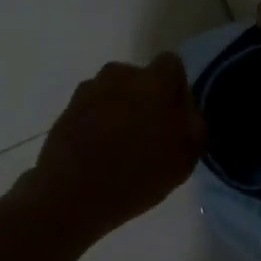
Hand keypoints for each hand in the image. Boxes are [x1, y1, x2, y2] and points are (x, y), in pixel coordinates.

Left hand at [25, 53, 205, 239]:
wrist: (71, 195)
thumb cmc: (137, 176)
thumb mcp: (185, 158)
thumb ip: (193, 124)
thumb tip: (186, 109)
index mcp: (154, 81)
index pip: (172, 65)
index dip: (176, 89)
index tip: (175, 117)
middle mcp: (120, 74)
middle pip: (141, 79)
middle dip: (146, 99)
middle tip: (149, 134)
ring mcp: (89, 90)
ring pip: (115, 92)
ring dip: (120, 109)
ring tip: (121, 146)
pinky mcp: (67, 108)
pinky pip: (92, 108)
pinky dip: (98, 122)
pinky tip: (99, 152)